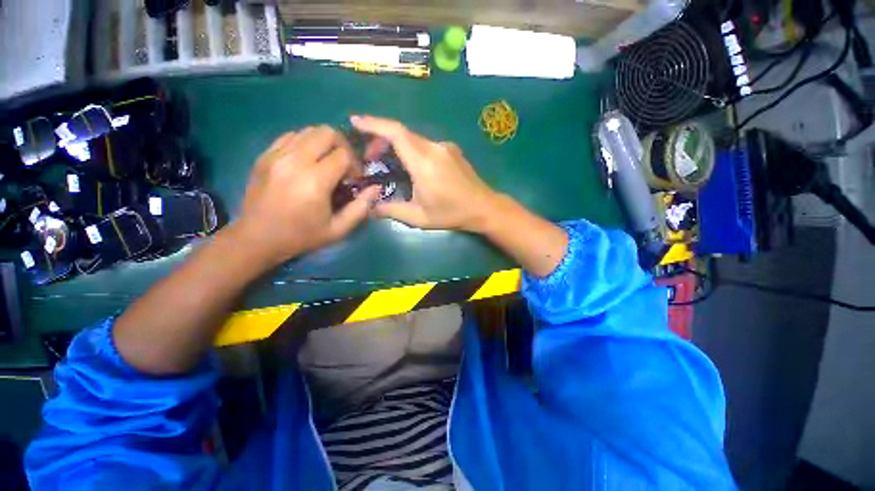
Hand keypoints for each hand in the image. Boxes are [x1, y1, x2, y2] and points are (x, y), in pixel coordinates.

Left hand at [233, 126, 379, 266]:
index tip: (355, 180)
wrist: (257, 238)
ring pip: (309, 130)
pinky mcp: (265, 155)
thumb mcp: (338, 229)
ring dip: (325, 144)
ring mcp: (276, 155)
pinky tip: (308, 162)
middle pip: (327, 132)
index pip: (343, 154)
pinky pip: (291, 136)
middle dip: (343, 146)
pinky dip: (306, 143)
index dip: (355, 165)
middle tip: (344, 166)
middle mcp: (295, 161)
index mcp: (315, 181)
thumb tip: (376, 187)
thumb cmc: (301, 236)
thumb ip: (361, 207)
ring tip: (327, 163)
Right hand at [351, 115, 499, 231]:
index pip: (396, 133)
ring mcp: (445, 147)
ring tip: (387, 162)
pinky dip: (411, 149)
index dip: (374, 124)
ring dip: (396, 145)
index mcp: (424, 163)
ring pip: (413, 138)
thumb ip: (392, 210)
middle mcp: (434, 148)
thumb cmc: (452, 214)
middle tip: (369, 157)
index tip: (355, 121)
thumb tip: (370, 208)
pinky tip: (410, 165)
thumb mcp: (419, 217)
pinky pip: (425, 144)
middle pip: (402, 133)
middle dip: (380, 139)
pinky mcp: (452, 150)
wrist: (484, 207)